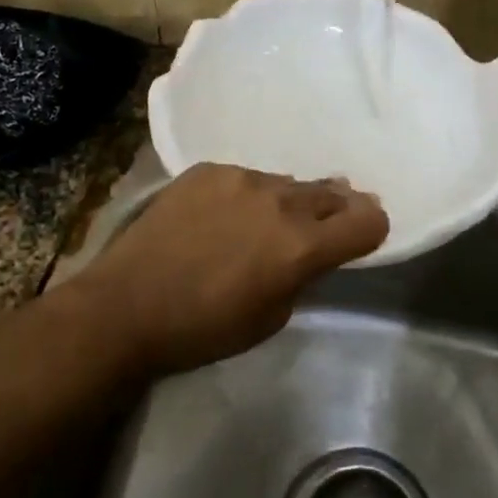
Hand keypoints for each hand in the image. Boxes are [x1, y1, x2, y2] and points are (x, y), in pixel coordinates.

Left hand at [76, 164, 389, 376]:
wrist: (125, 306)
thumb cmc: (203, 328)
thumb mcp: (271, 317)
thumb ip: (303, 274)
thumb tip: (314, 250)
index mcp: (301, 246)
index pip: (368, 220)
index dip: (372, 229)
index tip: (361, 238)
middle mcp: (279, 201)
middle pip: (333, 193)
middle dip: (336, 211)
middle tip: (322, 227)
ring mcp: (241, 178)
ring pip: (287, 184)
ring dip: (288, 203)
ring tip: (262, 223)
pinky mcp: (208, 170)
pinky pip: (247, 178)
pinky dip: (247, 196)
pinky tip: (221, 217)